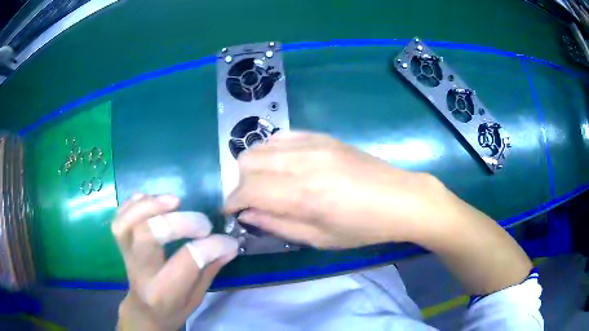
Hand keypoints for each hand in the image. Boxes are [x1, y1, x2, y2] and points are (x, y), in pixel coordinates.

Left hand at [112, 194, 237, 330]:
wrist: (144, 311)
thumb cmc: (173, 309)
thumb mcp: (196, 298)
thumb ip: (209, 271)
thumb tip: (229, 245)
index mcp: (164, 292)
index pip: (186, 261)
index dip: (211, 246)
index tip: (228, 242)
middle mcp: (141, 271)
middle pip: (148, 234)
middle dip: (178, 221)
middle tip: (202, 222)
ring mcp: (126, 255)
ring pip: (128, 223)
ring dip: (151, 205)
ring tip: (175, 200)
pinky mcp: (121, 244)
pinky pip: (119, 218)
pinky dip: (134, 203)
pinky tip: (152, 200)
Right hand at [224, 132, 452, 248]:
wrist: (399, 198)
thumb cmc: (363, 227)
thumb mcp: (319, 238)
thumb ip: (278, 224)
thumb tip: (247, 214)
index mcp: (302, 194)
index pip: (247, 189)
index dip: (232, 201)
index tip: (231, 211)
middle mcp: (302, 162)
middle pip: (247, 161)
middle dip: (240, 183)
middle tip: (251, 200)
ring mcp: (312, 144)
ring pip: (260, 146)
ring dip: (253, 166)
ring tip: (265, 183)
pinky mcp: (322, 136)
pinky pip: (281, 136)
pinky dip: (271, 151)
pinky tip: (282, 165)